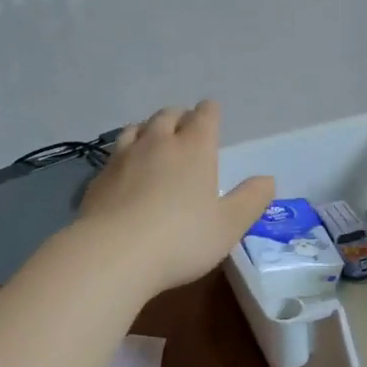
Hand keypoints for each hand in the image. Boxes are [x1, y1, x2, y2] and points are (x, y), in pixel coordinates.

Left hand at [78, 102, 274, 295]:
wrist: (113, 254)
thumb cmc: (181, 239)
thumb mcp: (229, 225)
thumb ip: (251, 200)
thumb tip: (267, 180)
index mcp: (194, 148)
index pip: (204, 116)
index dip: (210, 112)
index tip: (212, 113)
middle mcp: (158, 142)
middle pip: (168, 115)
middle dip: (180, 117)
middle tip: (186, 127)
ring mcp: (124, 157)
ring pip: (137, 128)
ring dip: (149, 129)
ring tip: (155, 140)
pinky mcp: (99, 177)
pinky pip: (115, 152)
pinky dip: (126, 152)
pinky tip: (126, 169)